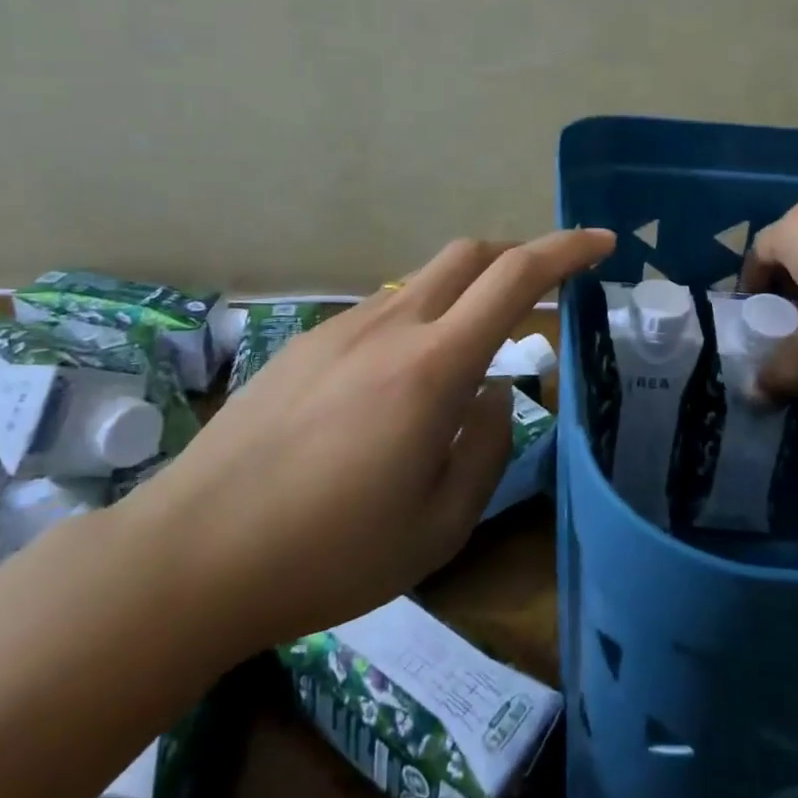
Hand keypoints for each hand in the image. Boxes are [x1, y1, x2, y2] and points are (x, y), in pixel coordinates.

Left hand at [126, 230, 613, 651]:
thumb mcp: (440, 525)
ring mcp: (340, 330)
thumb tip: (496, 393)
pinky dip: (417, 325)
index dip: (567, 250)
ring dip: (464, 296)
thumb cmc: (330, 553)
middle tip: (545, 292)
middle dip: (518, 255)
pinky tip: (396, 388)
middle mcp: (390, 327)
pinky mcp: (304, 344)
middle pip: (467, 254)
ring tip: (468, 361)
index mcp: (433, 366)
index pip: (515, 278)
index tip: (603, 244)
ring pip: (422, 283)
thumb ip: (487, 447)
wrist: (194, 553)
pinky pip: (381, 315)